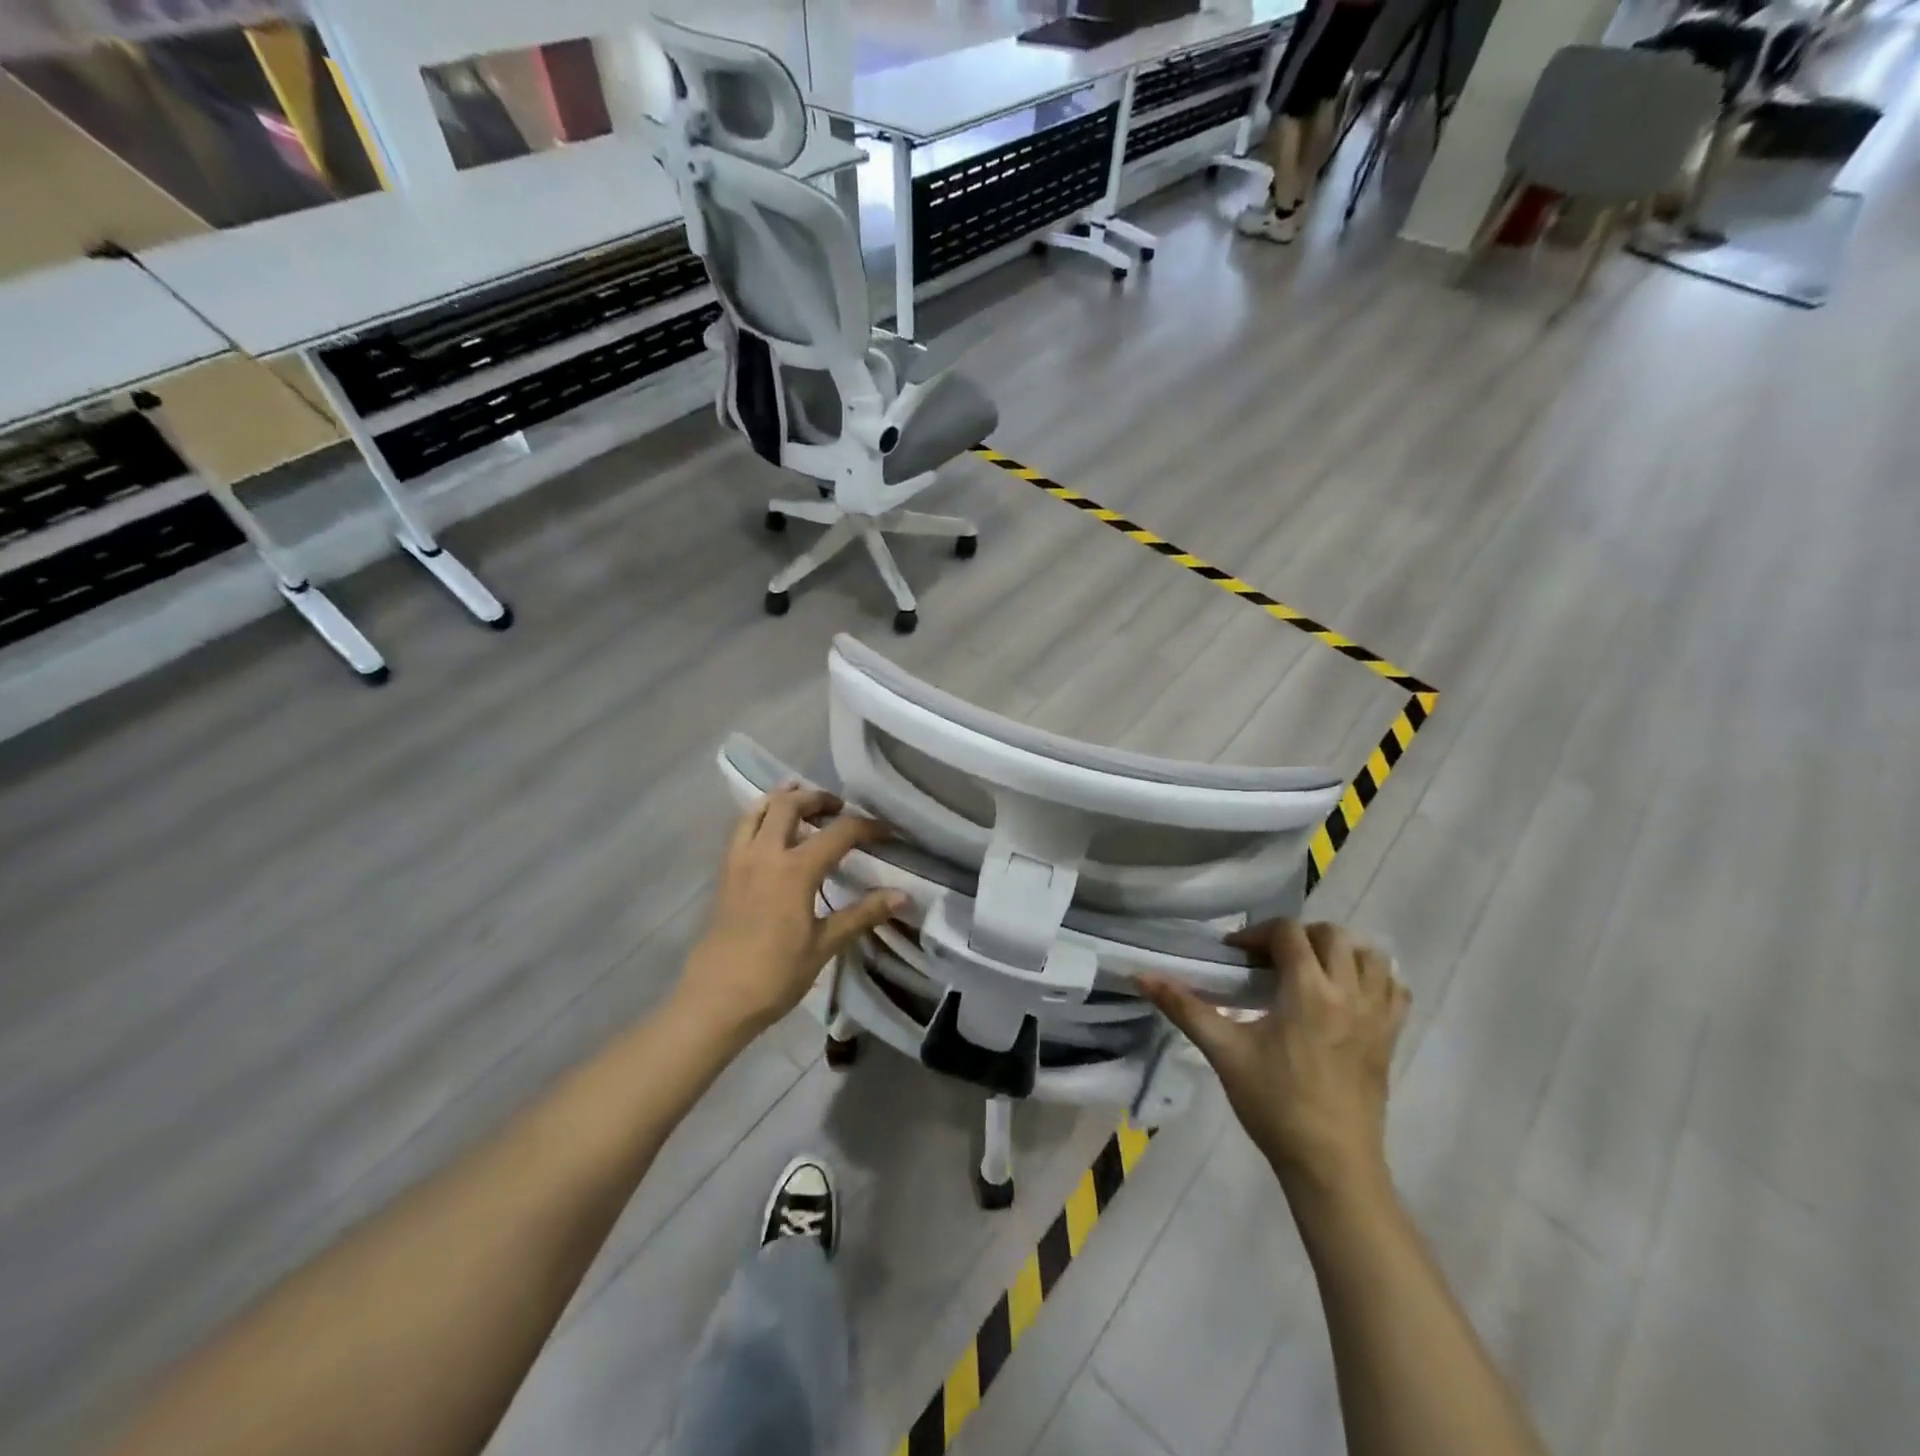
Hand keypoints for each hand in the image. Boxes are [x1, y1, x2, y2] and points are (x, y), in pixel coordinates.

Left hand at [676, 786, 903, 1037]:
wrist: (716, 999)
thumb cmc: (775, 975)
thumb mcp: (825, 945)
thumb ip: (862, 914)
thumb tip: (902, 896)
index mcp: (795, 870)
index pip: (838, 832)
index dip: (866, 827)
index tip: (886, 832)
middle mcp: (765, 854)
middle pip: (790, 804)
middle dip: (818, 798)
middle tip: (839, 808)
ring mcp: (740, 860)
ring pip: (759, 809)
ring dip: (784, 799)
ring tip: (803, 804)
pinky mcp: (725, 873)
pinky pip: (742, 828)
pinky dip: (761, 816)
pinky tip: (773, 832)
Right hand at [1140, 920, 1407, 1195]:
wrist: (1331, 1165)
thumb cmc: (1274, 1104)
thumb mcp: (1224, 1051)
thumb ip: (1184, 1007)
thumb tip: (1141, 975)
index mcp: (1309, 991)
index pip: (1289, 933)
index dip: (1258, 934)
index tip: (1235, 956)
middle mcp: (1350, 993)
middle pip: (1332, 935)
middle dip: (1298, 937)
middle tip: (1269, 960)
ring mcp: (1378, 1016)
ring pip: (1371, 956)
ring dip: (1339, 951)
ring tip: (1309, 971)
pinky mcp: (1391, 1038)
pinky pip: (1394, 989)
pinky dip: (1374, 978)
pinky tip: (1347, 994)